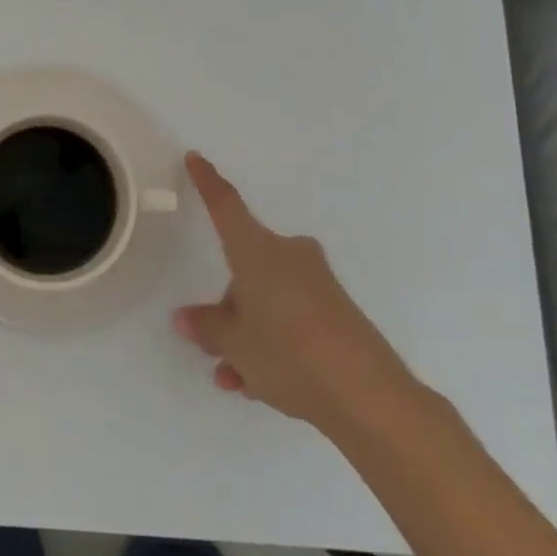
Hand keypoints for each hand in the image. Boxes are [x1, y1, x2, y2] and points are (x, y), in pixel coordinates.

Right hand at [173, 152, 420, 438]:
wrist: (370, 398)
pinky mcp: (337, 312)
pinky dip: (273, 344)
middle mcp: (288, 256)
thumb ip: (207, 327)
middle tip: (214, 343)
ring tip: (234, 378)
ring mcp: (316, 284)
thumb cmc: (289, 354)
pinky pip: (290, 318)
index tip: (196, 157)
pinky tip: (260, 386)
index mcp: (258, 252)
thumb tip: (187, 318)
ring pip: (266, 299)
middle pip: (245, 268)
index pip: (226, 207)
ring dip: (247, 333)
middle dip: (227, 305)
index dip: (207, 182)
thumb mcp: (235, 344)